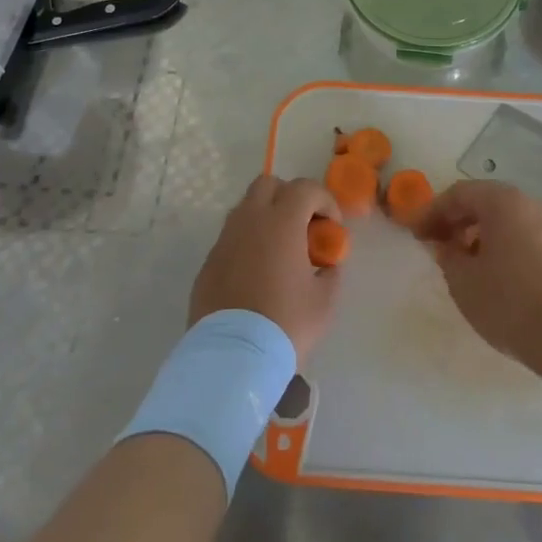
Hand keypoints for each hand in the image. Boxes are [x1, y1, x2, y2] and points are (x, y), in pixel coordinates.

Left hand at [190, 176, 342, 364]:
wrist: (233, 357)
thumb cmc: (286, 323)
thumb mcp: (324, 300)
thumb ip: (329, 272)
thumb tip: (326, 265)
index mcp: (281, 222)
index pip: (305, 188)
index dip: (325, 201)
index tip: (332, 227)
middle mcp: (249, 221)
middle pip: (268, 184)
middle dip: (290, 197)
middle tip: (303, 227)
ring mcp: (224, 241)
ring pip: (245, 209)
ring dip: (266, 217)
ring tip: (280, 250)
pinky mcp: (208, 263)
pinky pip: (231, 238)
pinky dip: (248, 243)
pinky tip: (257, 273)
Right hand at [414, 180, 541, 372]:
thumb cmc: (510, 302)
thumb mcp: (464, 281)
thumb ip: (448, 256)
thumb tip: (447, 246)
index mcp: (504, 202)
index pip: (459, 194)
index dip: (432, 212)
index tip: (416, 235)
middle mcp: (531, 204)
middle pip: (486, 202)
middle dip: (457, 221)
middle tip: (437, 246)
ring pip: (508, 220)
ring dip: (481, 235)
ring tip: (464, 264)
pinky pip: (526, 236)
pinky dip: (504, 246)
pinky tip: (495, 274)